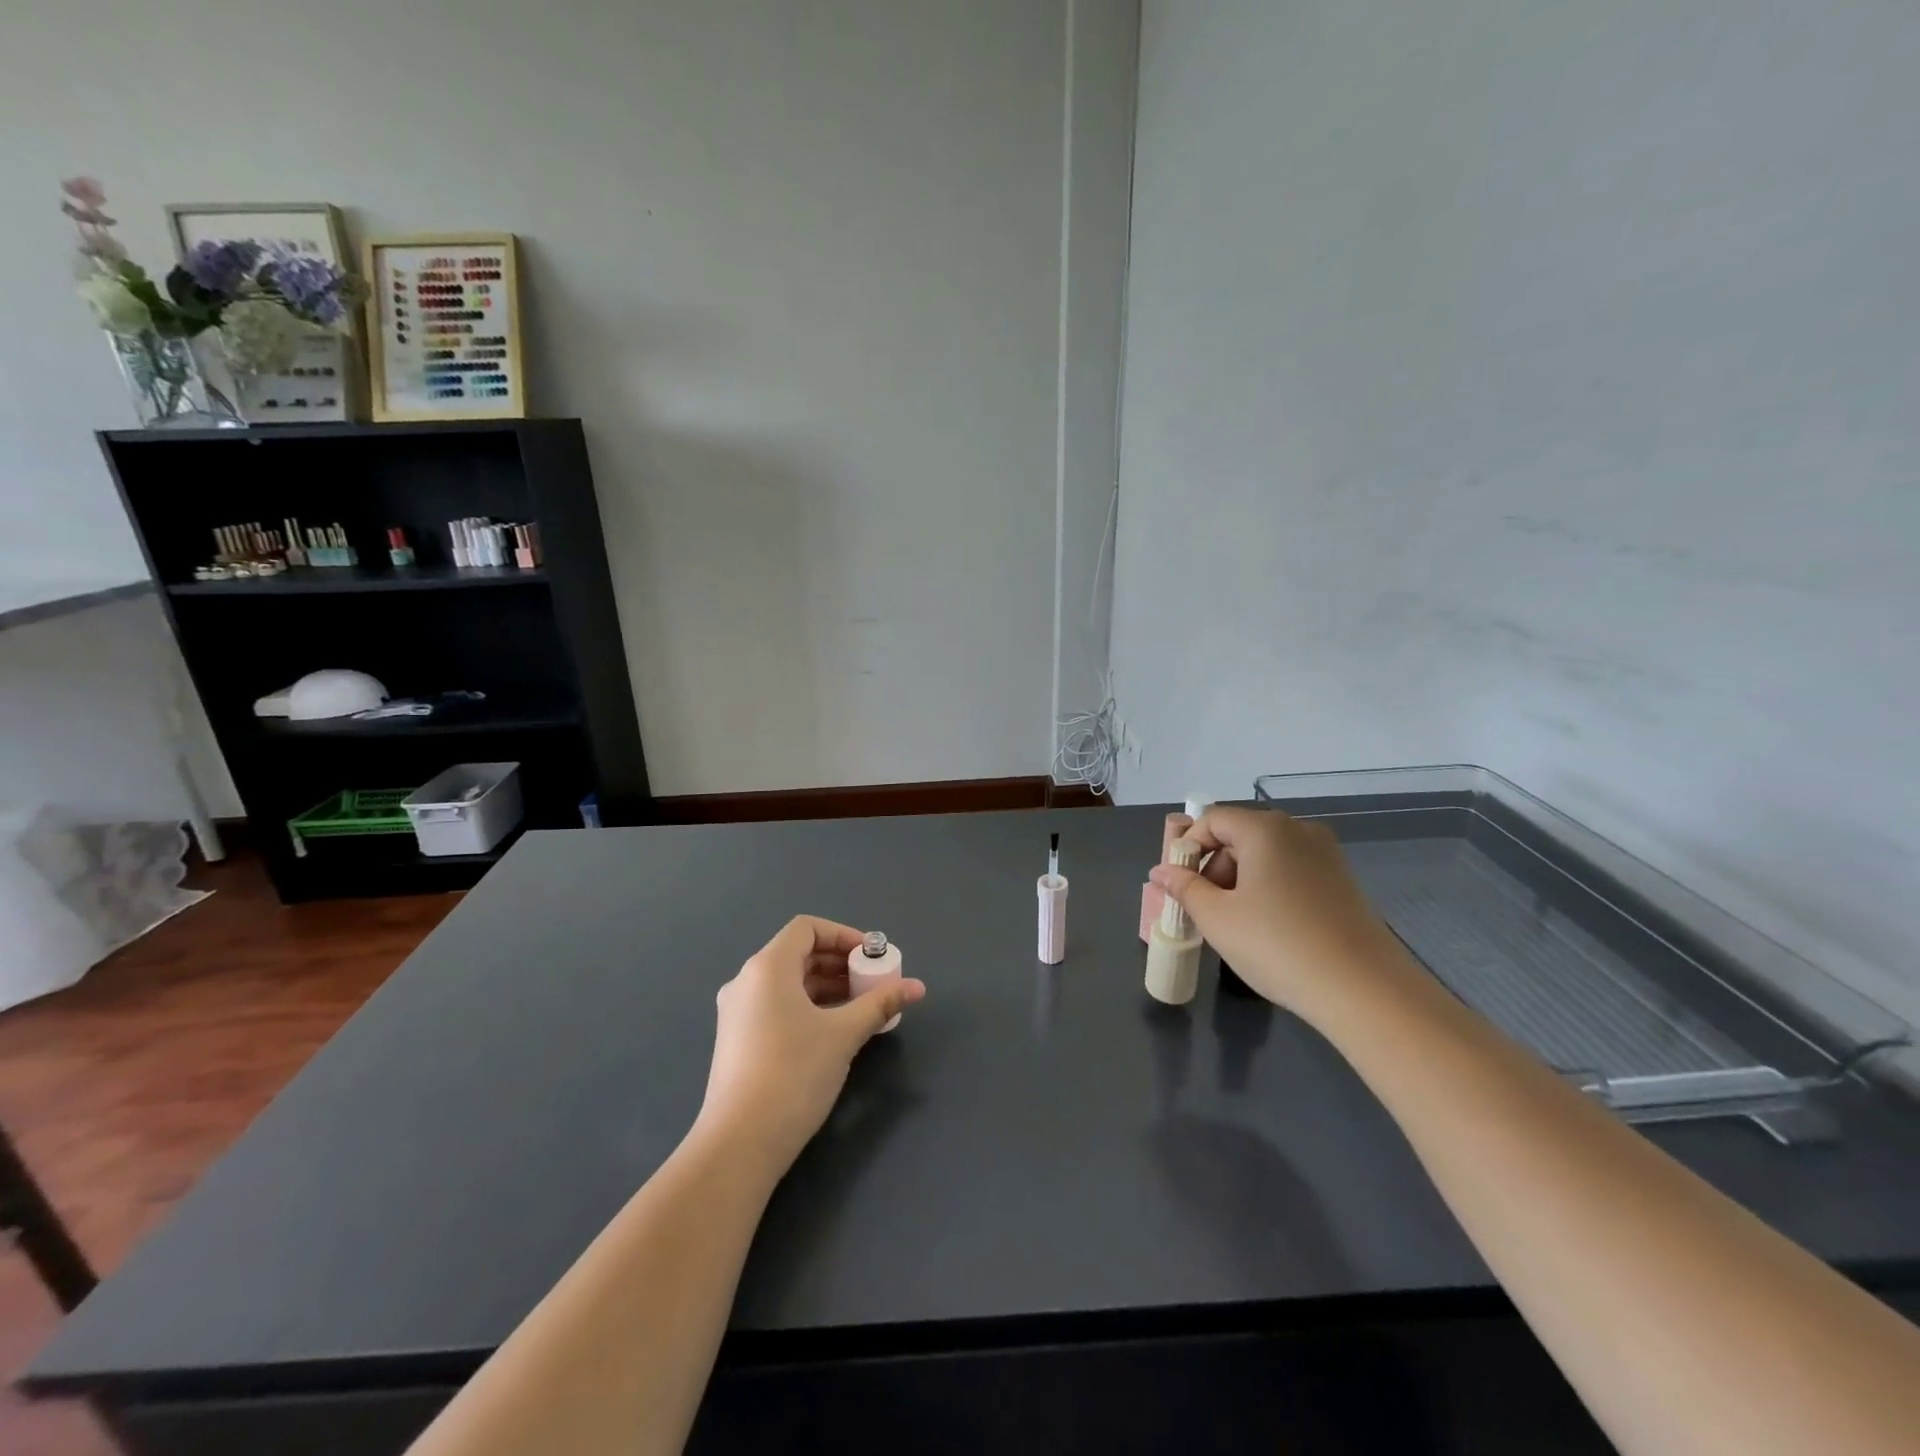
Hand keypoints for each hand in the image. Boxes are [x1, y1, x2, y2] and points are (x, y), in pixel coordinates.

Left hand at [696, 915, 925, 1174]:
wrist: (740, 1144)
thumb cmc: (794, 1074)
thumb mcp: (844, 1034)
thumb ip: (880, 1003)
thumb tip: (917, 987)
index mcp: (767, 968)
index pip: (807, 928)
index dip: (843, 935)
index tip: (872, 956)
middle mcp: (746, 982)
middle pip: (799, 954)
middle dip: (840, 964)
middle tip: (873, 983)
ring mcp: (737, 1013)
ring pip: (789, 984)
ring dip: (827, 987)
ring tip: (861, 1008)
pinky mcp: (737, 1041)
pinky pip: (777, 1006)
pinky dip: (808, 1007)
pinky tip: (834, 1032)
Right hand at [1150, 806, 1413, 1020]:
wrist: (1364, 990)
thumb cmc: (1277, 945)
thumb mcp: (1217, 918)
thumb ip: (1184, 888)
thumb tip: (1160, 871)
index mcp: (1265, 829)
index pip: (1212, 820)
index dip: (1188, 848)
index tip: (1181, 886)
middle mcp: (1298, 831)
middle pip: (1239, 834)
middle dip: (1214, 867)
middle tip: (1205, 910)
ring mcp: (1326, 856)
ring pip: (1266, 855)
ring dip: (1240, 881)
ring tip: (1236, 925)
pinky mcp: (1342, 882)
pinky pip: (1291, 872)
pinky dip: (1269, 890)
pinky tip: (1269, 929)